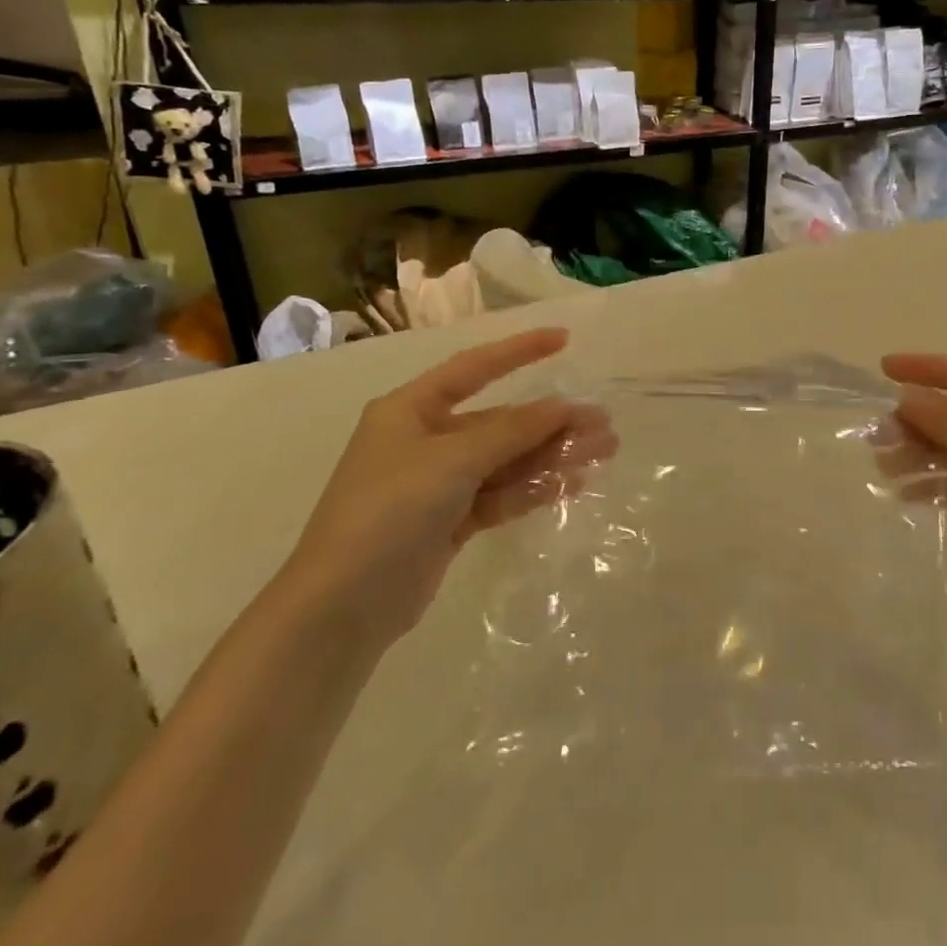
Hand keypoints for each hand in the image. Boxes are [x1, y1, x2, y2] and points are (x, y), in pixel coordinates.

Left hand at [280, 328, 614, 645]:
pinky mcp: (451, 521)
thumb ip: (511, 432)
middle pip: (501, 421)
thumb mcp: (451, 462)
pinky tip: (570, 485)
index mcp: (411, 410)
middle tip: (603, 424)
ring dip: (551, 455)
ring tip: (602, 453)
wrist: (342, 606)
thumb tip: (562, 407)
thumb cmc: (389, 512)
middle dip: (552, 421)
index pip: (474, 368)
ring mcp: (439, 483)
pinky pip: (500, 494)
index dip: (520, 351)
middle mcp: (426, 440)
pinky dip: (533, 489)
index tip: (565, 339)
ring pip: (507, 460)